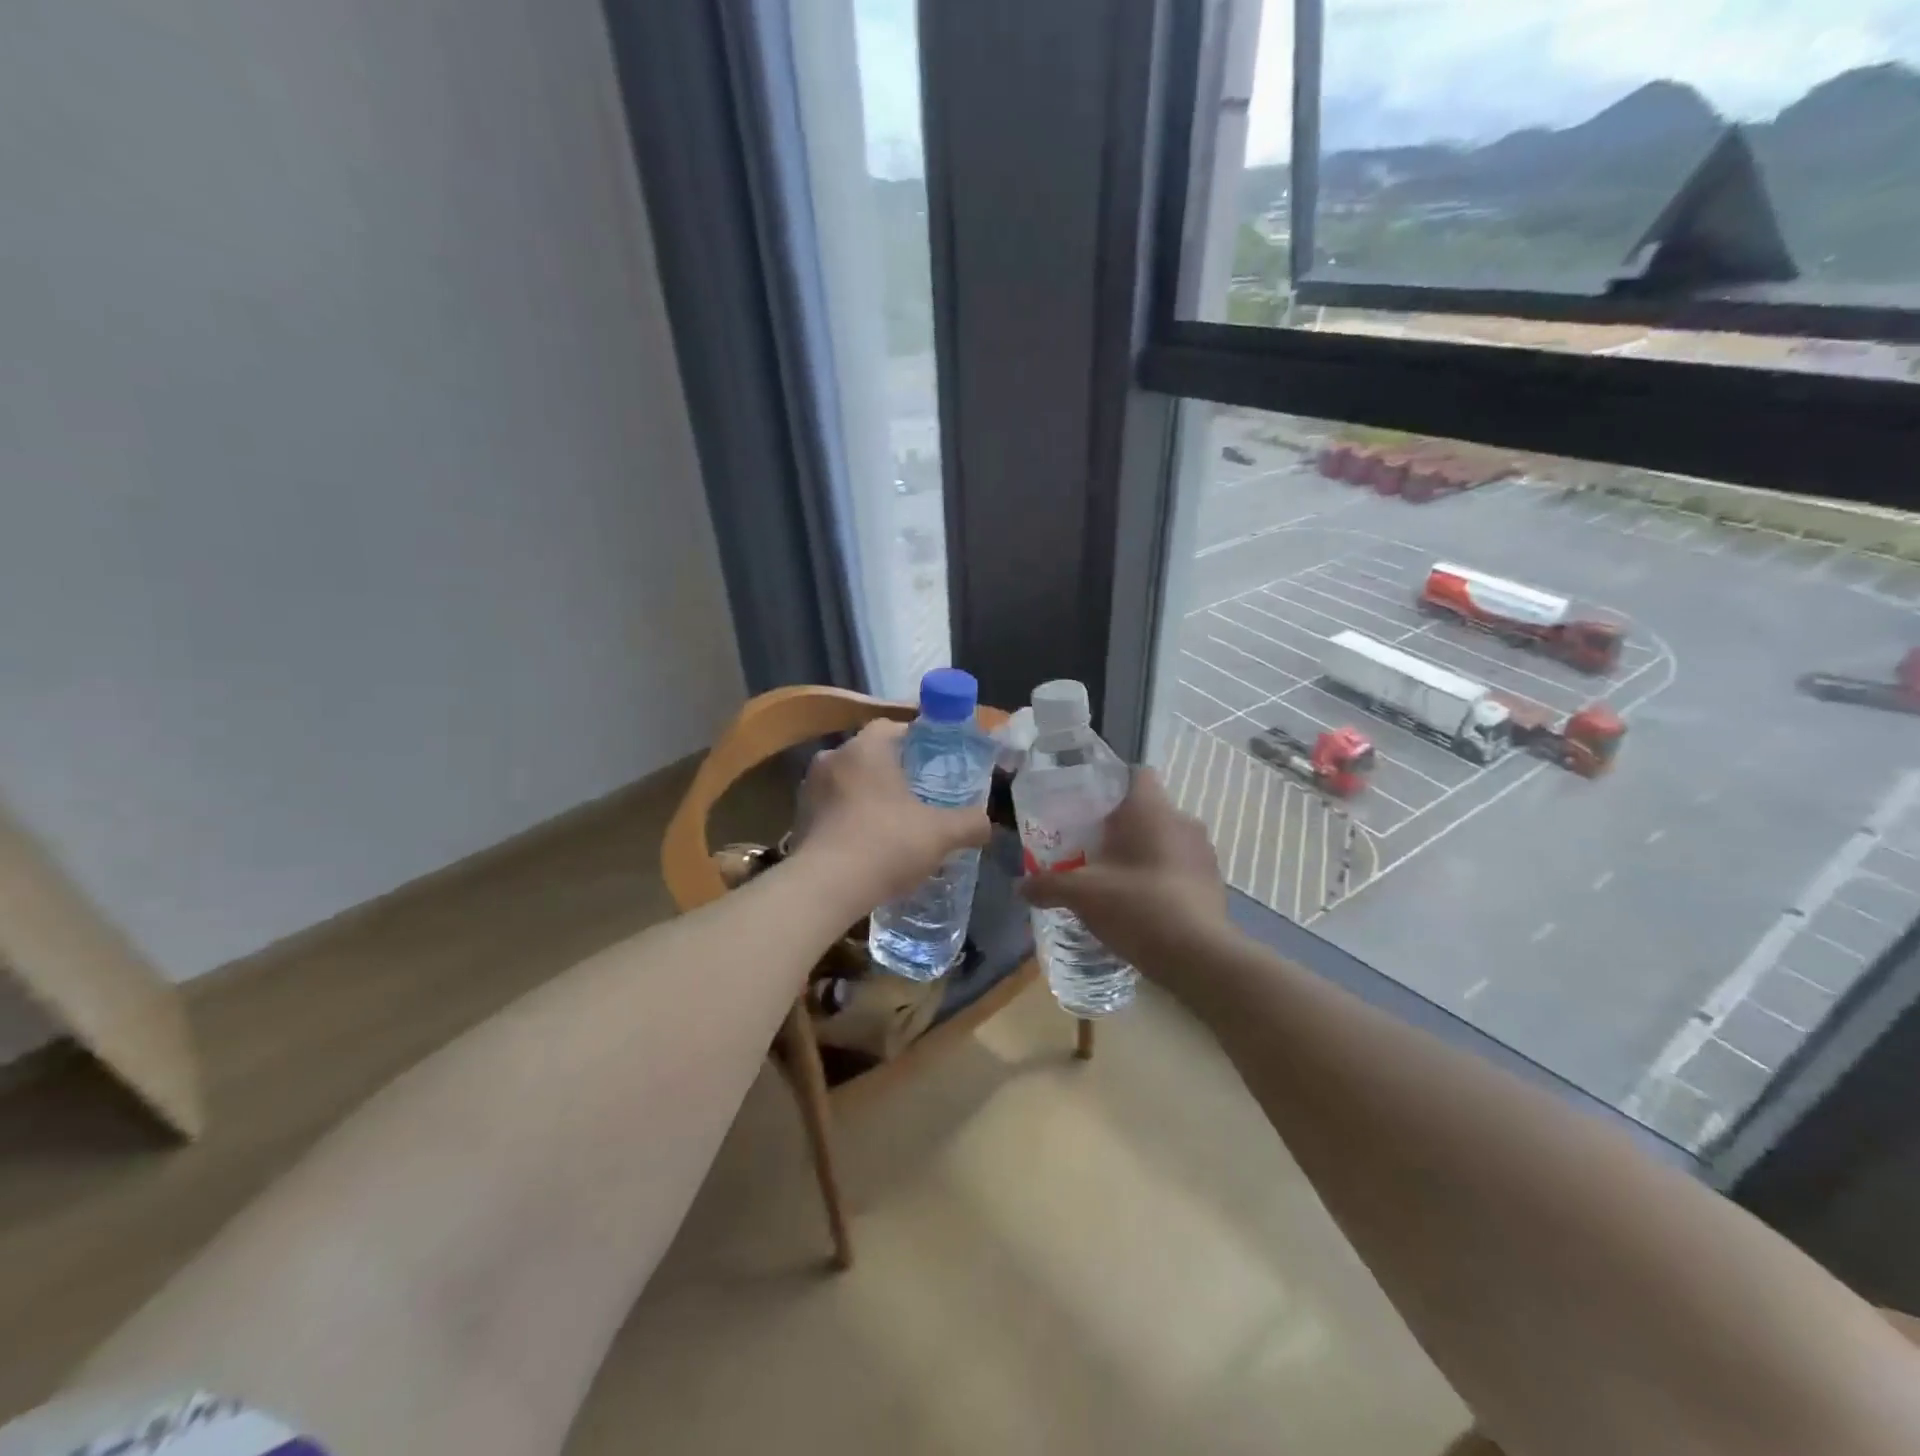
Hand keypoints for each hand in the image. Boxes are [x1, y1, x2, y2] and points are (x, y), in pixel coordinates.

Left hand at [792, 719, 990, 914]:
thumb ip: (970, 823)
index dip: (917, 741)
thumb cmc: (885, 844)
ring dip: (869, 796)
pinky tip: (868, 844)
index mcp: (865, 748)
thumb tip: (986, 823)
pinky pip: (832, 809)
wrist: (824, 888)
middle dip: (894, 772)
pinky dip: (850, 819)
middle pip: (870, 755)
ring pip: (849, 783)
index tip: (935, 762)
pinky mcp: (799, 820)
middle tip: (920, 794)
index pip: (893, 727)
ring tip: (895, 822)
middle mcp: (832, 758)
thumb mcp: (941, 834)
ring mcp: (809, 790)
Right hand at [1018, 769, 1227, 973]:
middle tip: (1094, 850)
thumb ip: (1048, 885)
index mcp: (1151, 809)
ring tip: (1117, 881)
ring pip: (1167, 840)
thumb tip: (1019, 887)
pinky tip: (1144, 906)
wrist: (1198, 957)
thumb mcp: (1082, 894)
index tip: (1091, 809)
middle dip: (1123, 828)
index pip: (1137, 774)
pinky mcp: (1215, 883)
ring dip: (1145, 854)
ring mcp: (1204, 852)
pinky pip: (1183, 868)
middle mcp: (1182, 821)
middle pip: (1149, 810)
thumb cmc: (1137, 905)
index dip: (1113, 785)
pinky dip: (1164, 879)